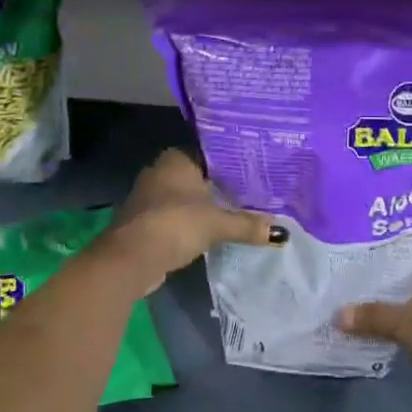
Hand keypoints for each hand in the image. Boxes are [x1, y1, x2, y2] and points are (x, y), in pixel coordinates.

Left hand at [103, 150, 283, 294]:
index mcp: (177, 158)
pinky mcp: (147, 220)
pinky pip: (178, 215)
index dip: (234, 162)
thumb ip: (247, 225)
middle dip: (222, 185)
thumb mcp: (217, 223)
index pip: (211, 153)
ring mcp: (150, 196)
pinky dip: (193, 221)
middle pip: (200, 175)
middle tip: (254, 192)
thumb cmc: (175, 224)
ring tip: (239, 211)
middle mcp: (161, 170)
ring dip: (207, 205)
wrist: (131, 259)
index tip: (257, 171)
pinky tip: (213, 230)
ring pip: (188, 196)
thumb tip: (280, 232)